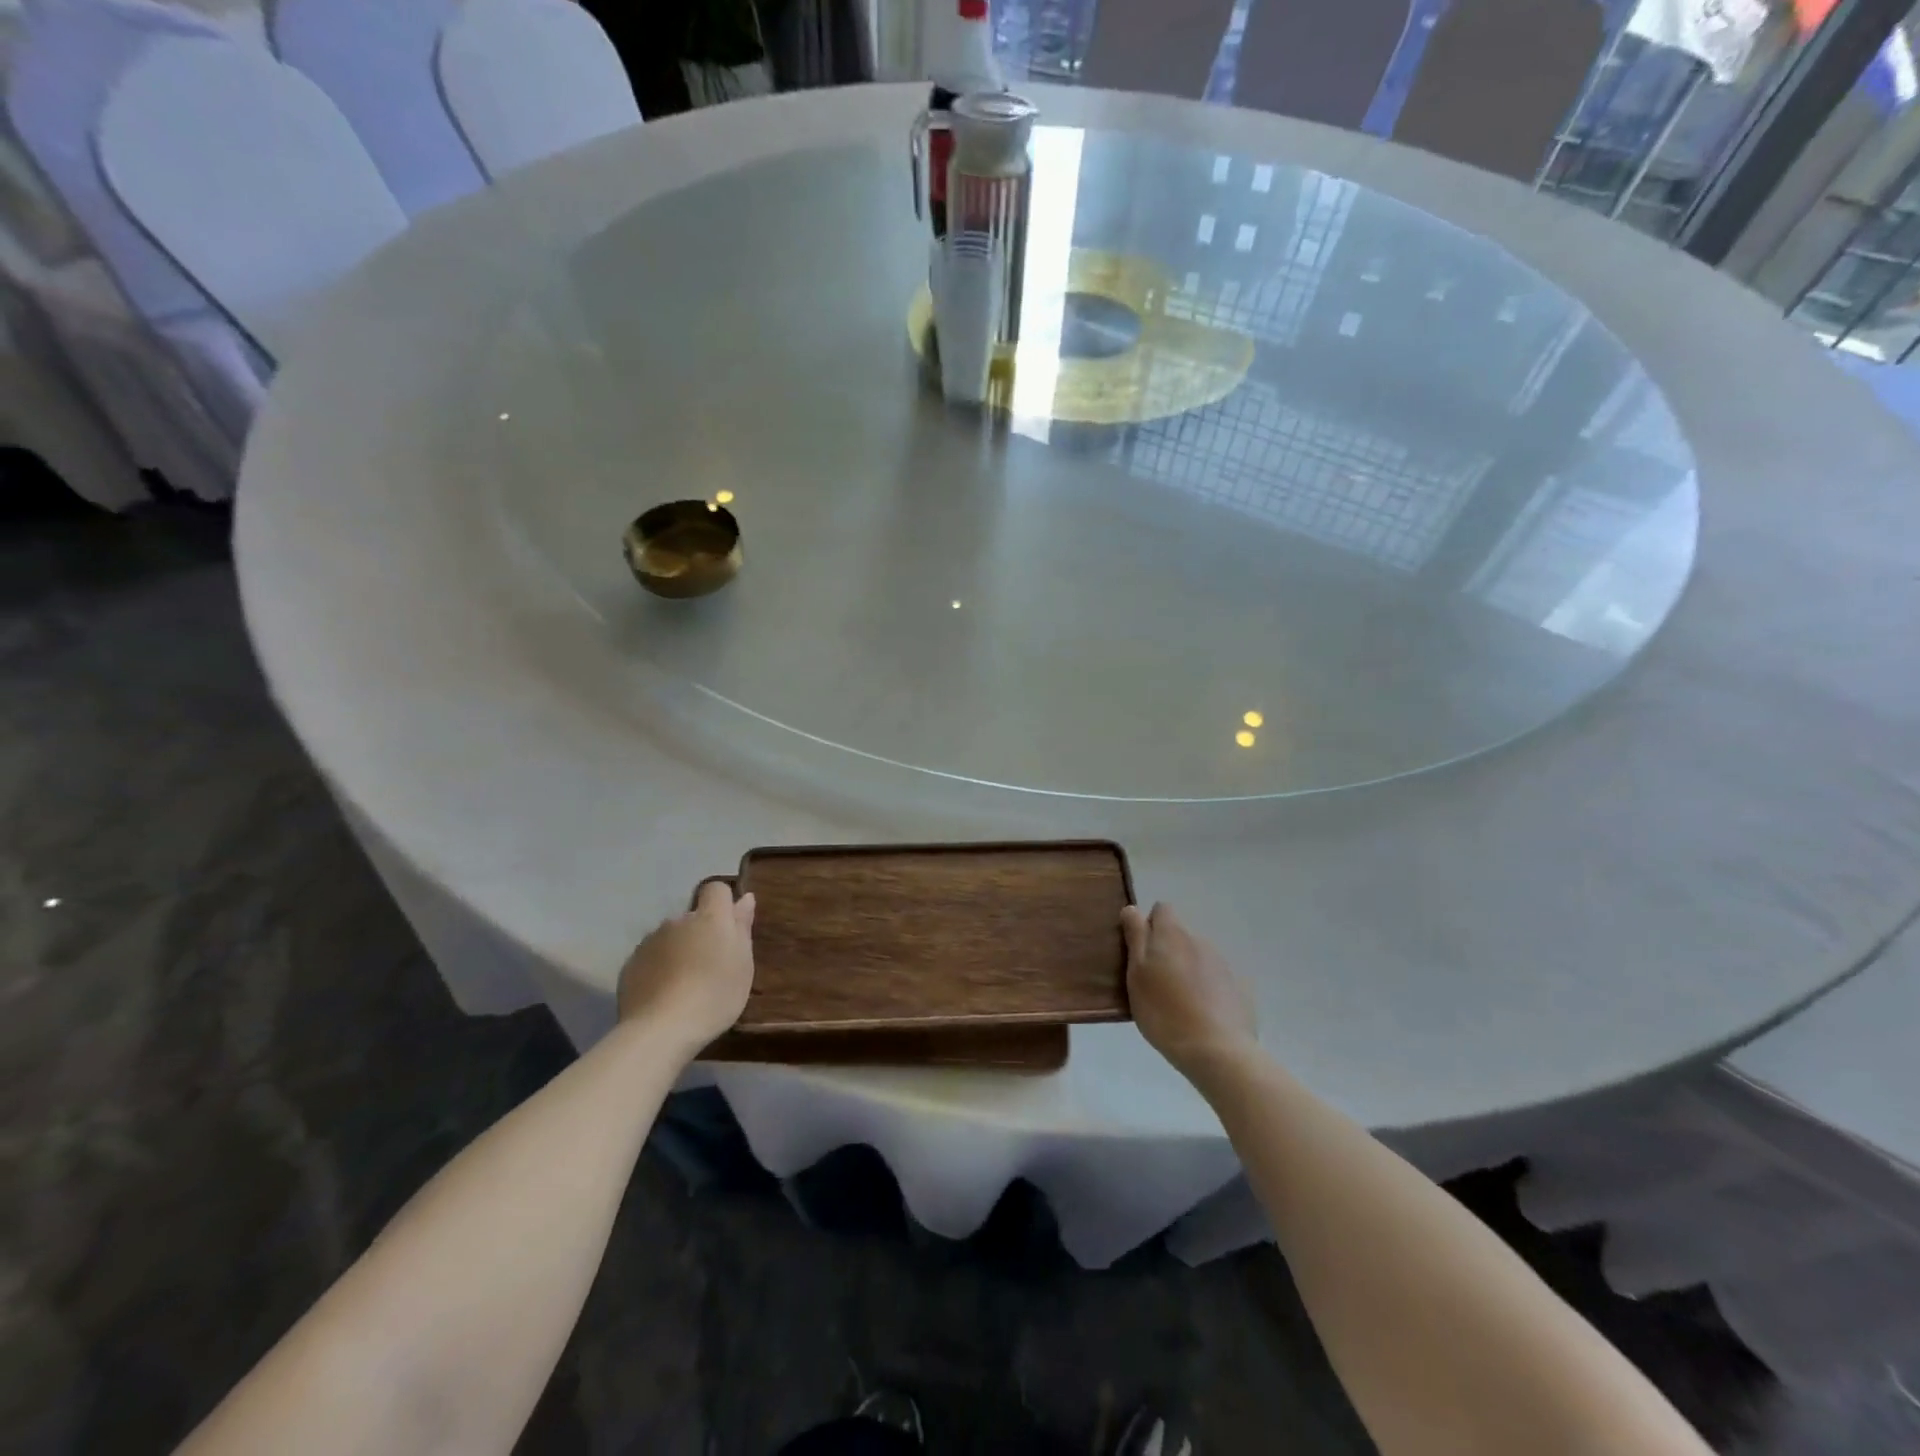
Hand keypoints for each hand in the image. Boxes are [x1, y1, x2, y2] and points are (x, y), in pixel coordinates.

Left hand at [617, 881, 755, 1057]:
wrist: (661, 1029)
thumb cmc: (715, 995)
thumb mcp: (743, 964)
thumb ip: (742, 927)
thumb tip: (744, 898)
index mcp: (710, 918)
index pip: (716, 889)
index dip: (723, 903)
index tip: (729, 928)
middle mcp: (677, 921)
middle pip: (692, 917)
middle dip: (700, 933)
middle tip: (710, 966)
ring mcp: (650, 941)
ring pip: (670, 937)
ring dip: (678, 950)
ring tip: (684, 984)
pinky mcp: (631, 964)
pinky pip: (651, 957)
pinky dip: (658, 968)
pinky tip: (664, 994)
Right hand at [1121, 902, 1257, 1077]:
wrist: (1217, 1051)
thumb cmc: (1164, 1012)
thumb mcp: (1136, 975)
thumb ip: (1135, 938)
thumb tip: (1133, 909)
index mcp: (1172, 934)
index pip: (1161, 909)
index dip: (1149, 925)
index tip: (1140, 952)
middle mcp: (1199, 940)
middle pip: (1179, 934)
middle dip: (1167, 950)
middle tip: (1155, 983)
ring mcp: (1222, 963)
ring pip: (1197, 956)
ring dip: (1186, 969)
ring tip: (1178, 1003)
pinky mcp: (1239, 987)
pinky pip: (1216, 978)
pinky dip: (1206, 988)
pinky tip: (1201, 1015)